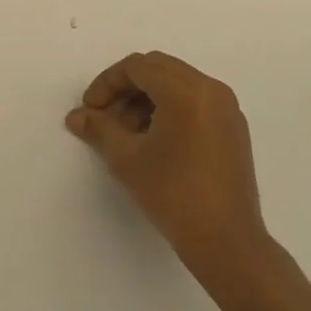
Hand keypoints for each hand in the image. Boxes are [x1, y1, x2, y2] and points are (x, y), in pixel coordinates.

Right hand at [67, 52, 268, 271]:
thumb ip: (99, 129)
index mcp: (185, 90)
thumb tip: (76, 116)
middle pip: (157, 68)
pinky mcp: (233, 128)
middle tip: (106, 118)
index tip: (90, 110)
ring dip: (146, 99)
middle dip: (126, 88)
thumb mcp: (127, 159)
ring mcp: (226, 108)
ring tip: (128, 135)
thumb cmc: (173, 195)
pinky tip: (155, 141)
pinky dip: (170, 108)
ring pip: (177, 84)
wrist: (227, 243)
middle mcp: (210, 88)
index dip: (107, 83)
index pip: (137, 67)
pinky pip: (195, 101)